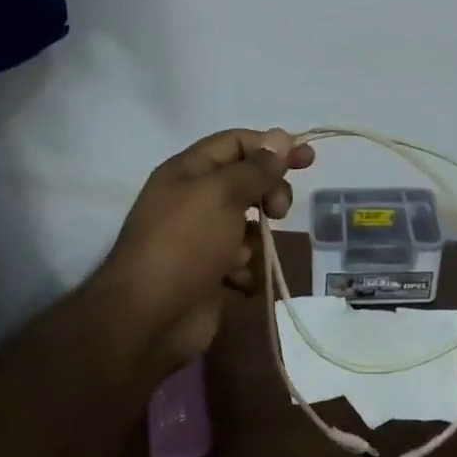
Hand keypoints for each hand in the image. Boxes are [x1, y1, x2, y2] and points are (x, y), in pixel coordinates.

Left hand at [92, 127, 313, 382]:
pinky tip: (235, 281)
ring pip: (250, 226)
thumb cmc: (184, 245)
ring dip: (256, 241)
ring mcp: (203, 239)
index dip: (272, 146)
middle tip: (280, 211)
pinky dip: (246, 271)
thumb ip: (256, 167)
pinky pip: (244, 262)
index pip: (236, 143)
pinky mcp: (211, 274)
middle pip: (248, 183)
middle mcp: (194, 200)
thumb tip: (282, 136)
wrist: (149, 320)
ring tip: (243, 257)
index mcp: (188, 172)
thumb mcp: (222, 194)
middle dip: (270, 195)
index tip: (307, 158)